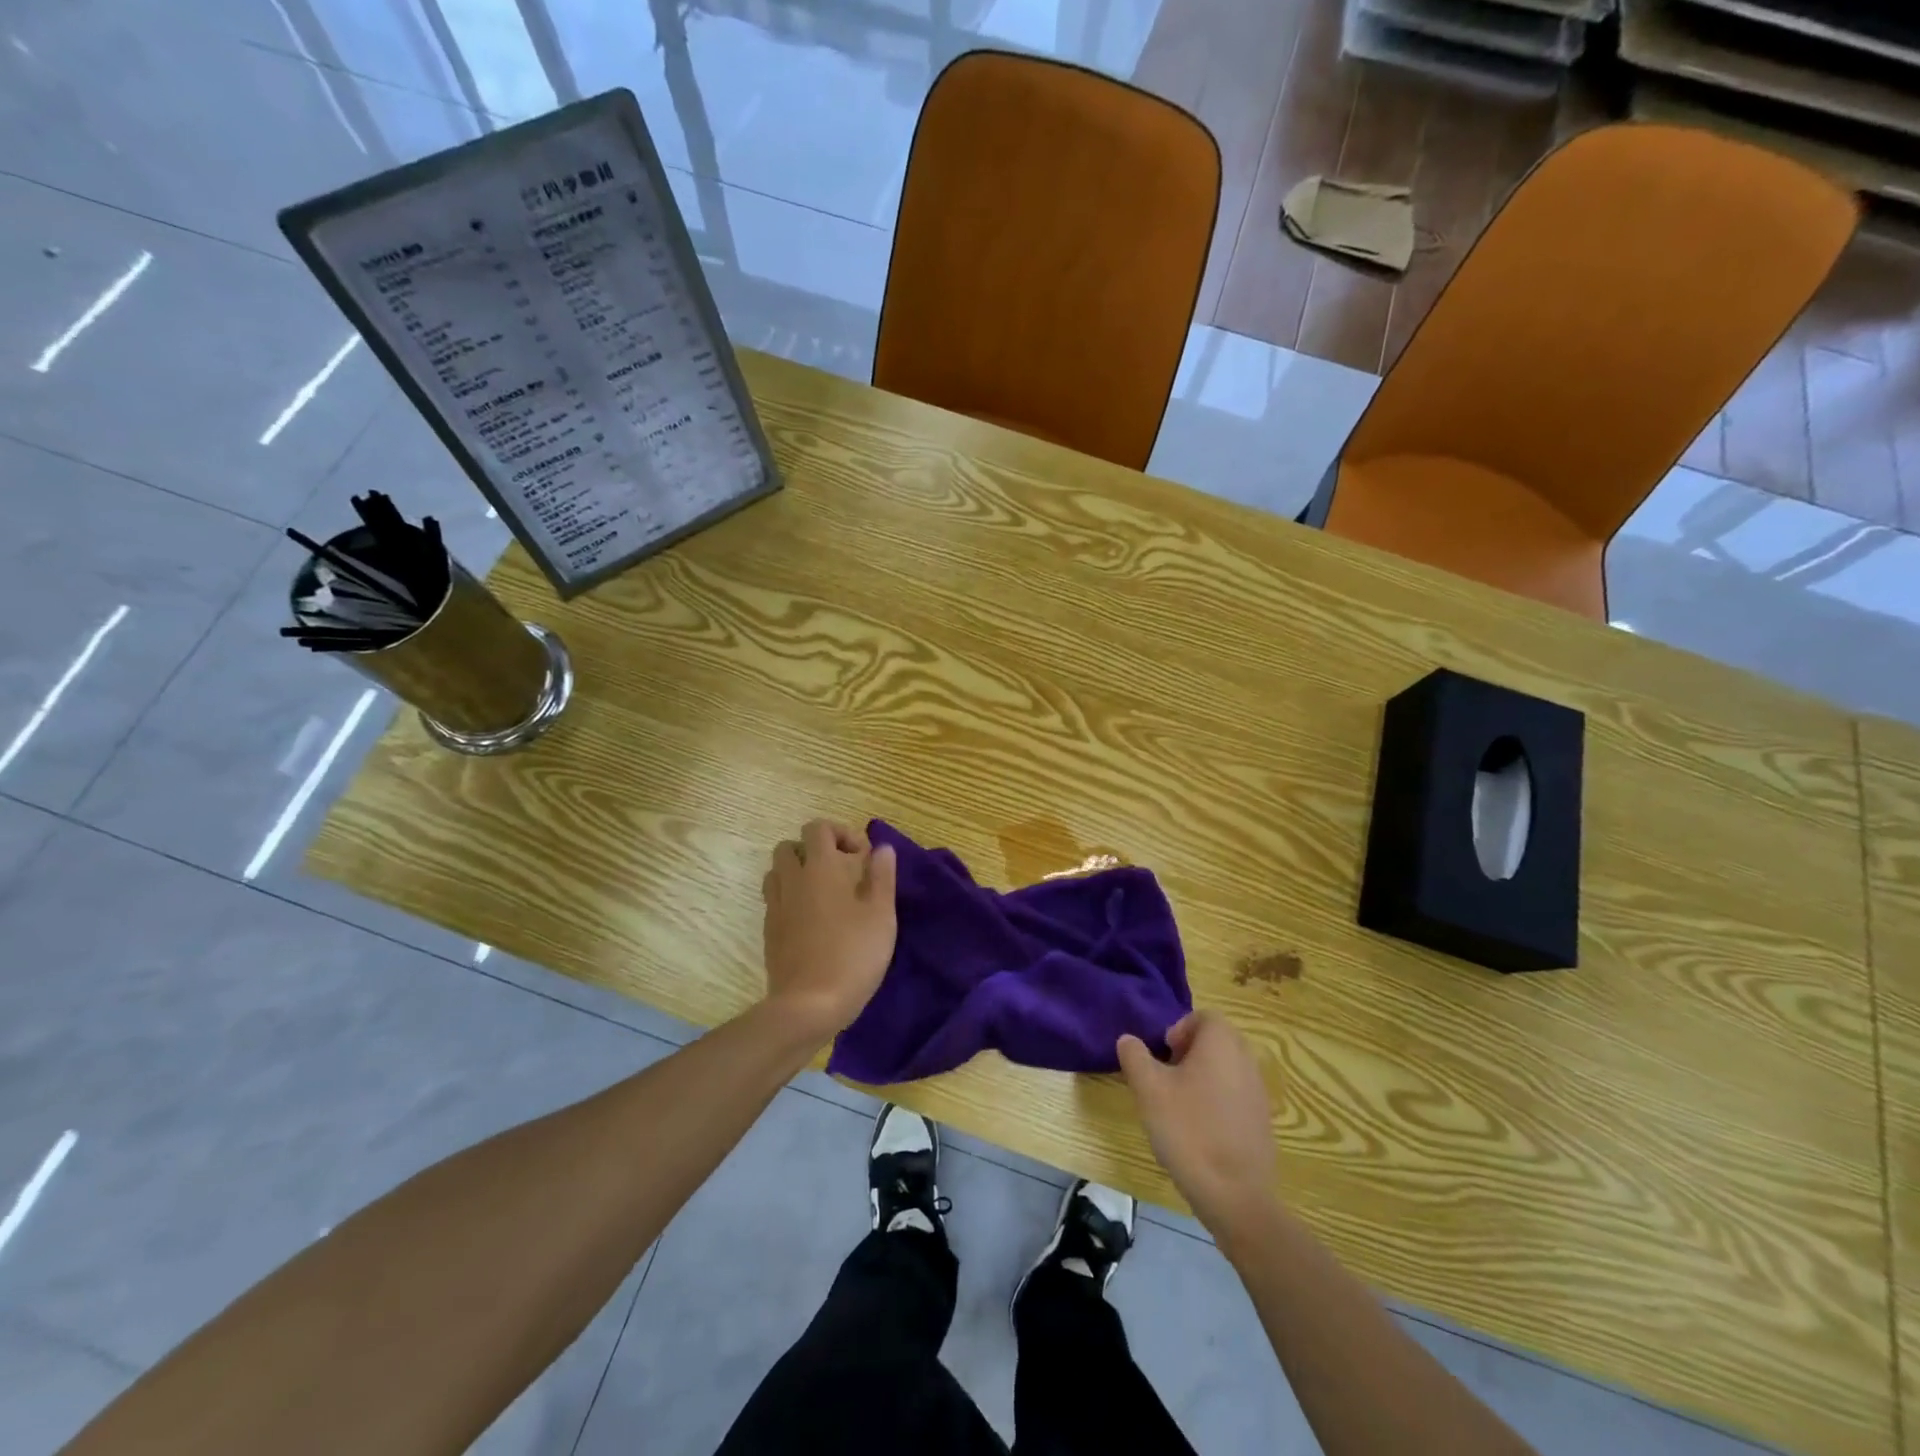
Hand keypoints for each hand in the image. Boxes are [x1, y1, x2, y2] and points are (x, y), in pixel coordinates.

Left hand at [761, 819, 897, 1042]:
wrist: (809, 1005)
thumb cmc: (853, 954)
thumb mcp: (881, 914)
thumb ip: (882, 876)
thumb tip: (881, 848)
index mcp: (820, 868)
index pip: (818, 828)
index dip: (840, 833)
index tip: (862, 857)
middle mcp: (792, 880)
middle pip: (790, 846)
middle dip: (814, 850)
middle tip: (840, 871)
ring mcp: (776, 906)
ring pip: (777, 872)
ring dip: (798, 872)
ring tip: (824, 893)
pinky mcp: (769, 932)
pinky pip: (774, 899)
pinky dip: (790, 898)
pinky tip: (812, 920)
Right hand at [1117, 1012, 1277, 1243]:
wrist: (1236, 1196)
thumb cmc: (1189, 1130)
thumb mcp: (1149, 1089)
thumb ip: (1135, 1056)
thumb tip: (1129, 1040)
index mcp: (1222, 1043)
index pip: (1204, 1016)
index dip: (1179, 1029)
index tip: (1163, 1056)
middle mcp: (1246, 1060)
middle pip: (1217, 1040)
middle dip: (1190, 1052)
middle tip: (1167, 1076)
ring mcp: (1258, 1092)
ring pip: (1226, 1068)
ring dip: (1203, 1076)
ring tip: (1179, 1105)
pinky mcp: (1262, 1121)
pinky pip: (1236, 1095)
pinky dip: (1217, 1100)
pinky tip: (1199, 1130)